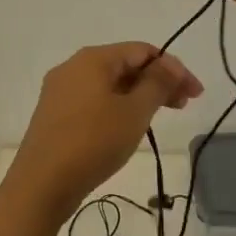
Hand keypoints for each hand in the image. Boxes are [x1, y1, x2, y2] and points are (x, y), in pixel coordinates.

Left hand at [7, 43, 203, 219]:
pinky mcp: (55, 114)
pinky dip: (117, 106)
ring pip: (109, 84)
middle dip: (157, 81)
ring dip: (138, 95)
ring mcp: (61, 90)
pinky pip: (94, 100)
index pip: (142, 50)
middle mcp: (73, 66)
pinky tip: (127, 126)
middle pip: (125, 65)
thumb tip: (170, 64)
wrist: (40, 184)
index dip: (173, 68)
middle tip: (183, 106)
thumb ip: (156, 84)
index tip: (195, 94)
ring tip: (159, 117)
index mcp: (93, 58)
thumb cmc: (92, 142)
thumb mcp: (133, 112)